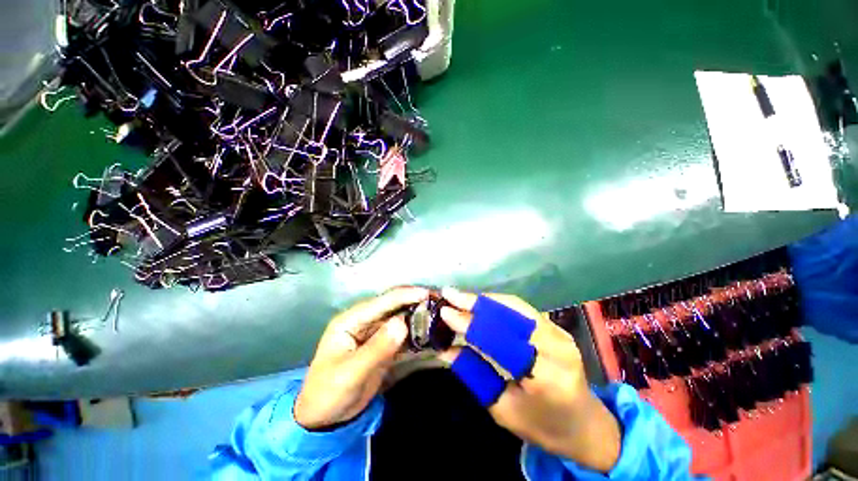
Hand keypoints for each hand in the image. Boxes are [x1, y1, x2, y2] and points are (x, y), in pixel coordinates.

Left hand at [294, 286, 428, 429]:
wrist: (324, 419)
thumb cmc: (329, 393)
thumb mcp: (351, 373)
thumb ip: (378, 348)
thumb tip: (403, 323)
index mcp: (351, 320)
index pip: (382, 302)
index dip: (406, 295)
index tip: (428, 294)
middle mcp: (364, 321)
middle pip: (394, 307)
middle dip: (416, 303)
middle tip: (439, 303)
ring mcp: (374, 334)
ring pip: (400, 320)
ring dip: (418, 318)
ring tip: (440, 316)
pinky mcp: (382, 346)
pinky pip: (402, 336)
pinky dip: (416, 335)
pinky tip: (431, 335)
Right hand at [438, 288, 620, 472]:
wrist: (585, 424)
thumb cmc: (543, 426)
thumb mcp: (503, 409)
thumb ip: (474, 374)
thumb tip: (445, 349)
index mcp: (546, 377)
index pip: (500, 340)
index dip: (470, 324)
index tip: (445, 312)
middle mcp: (556, 347)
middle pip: (509, 314)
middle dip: (474, 303)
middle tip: (448, 294)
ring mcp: (559, 332)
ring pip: (514, 305)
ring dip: (484, 300)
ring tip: (459, 296)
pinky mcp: (555, 326)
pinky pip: (520, 308)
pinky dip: (496, 303)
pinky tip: (479, 303)